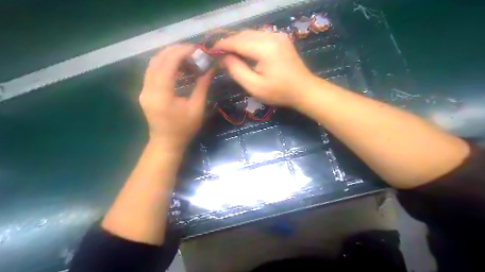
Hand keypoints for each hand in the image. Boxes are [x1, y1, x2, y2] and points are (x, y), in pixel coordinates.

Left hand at [137, 44, 210, 151]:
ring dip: (169, 56)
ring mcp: (144, 90)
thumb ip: (202, 86)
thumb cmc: (184, 129)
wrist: (166, 143)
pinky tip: (178, 68)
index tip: (197, 49)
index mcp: (161, 94)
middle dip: (175, 51)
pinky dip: (165, 64)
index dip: (182, 52)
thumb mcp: (196, 108)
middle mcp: (148, 89)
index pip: (168, 64)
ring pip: (153, 63)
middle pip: (158, 59)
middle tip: (193, 51)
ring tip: (187, 58)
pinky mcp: (145, 92)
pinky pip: (152, 71)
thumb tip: (210, 67)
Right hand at [215, 30, 314, 105]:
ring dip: (239, 42)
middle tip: (219, 54)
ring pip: (251, 34)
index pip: (237, 41)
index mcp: (265, 48)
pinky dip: (249, 42)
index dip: (222, 45)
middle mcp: (272, 36)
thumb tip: (223, 58)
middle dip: (230, 43)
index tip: (211, 51)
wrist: (304, 90)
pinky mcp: (281, 38)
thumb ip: (237, 70)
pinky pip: (259, 36)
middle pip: (244, 34)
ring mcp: (278, 35)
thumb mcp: (254, 86)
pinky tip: (244, 51)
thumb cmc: (279, 92)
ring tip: (230, 54)